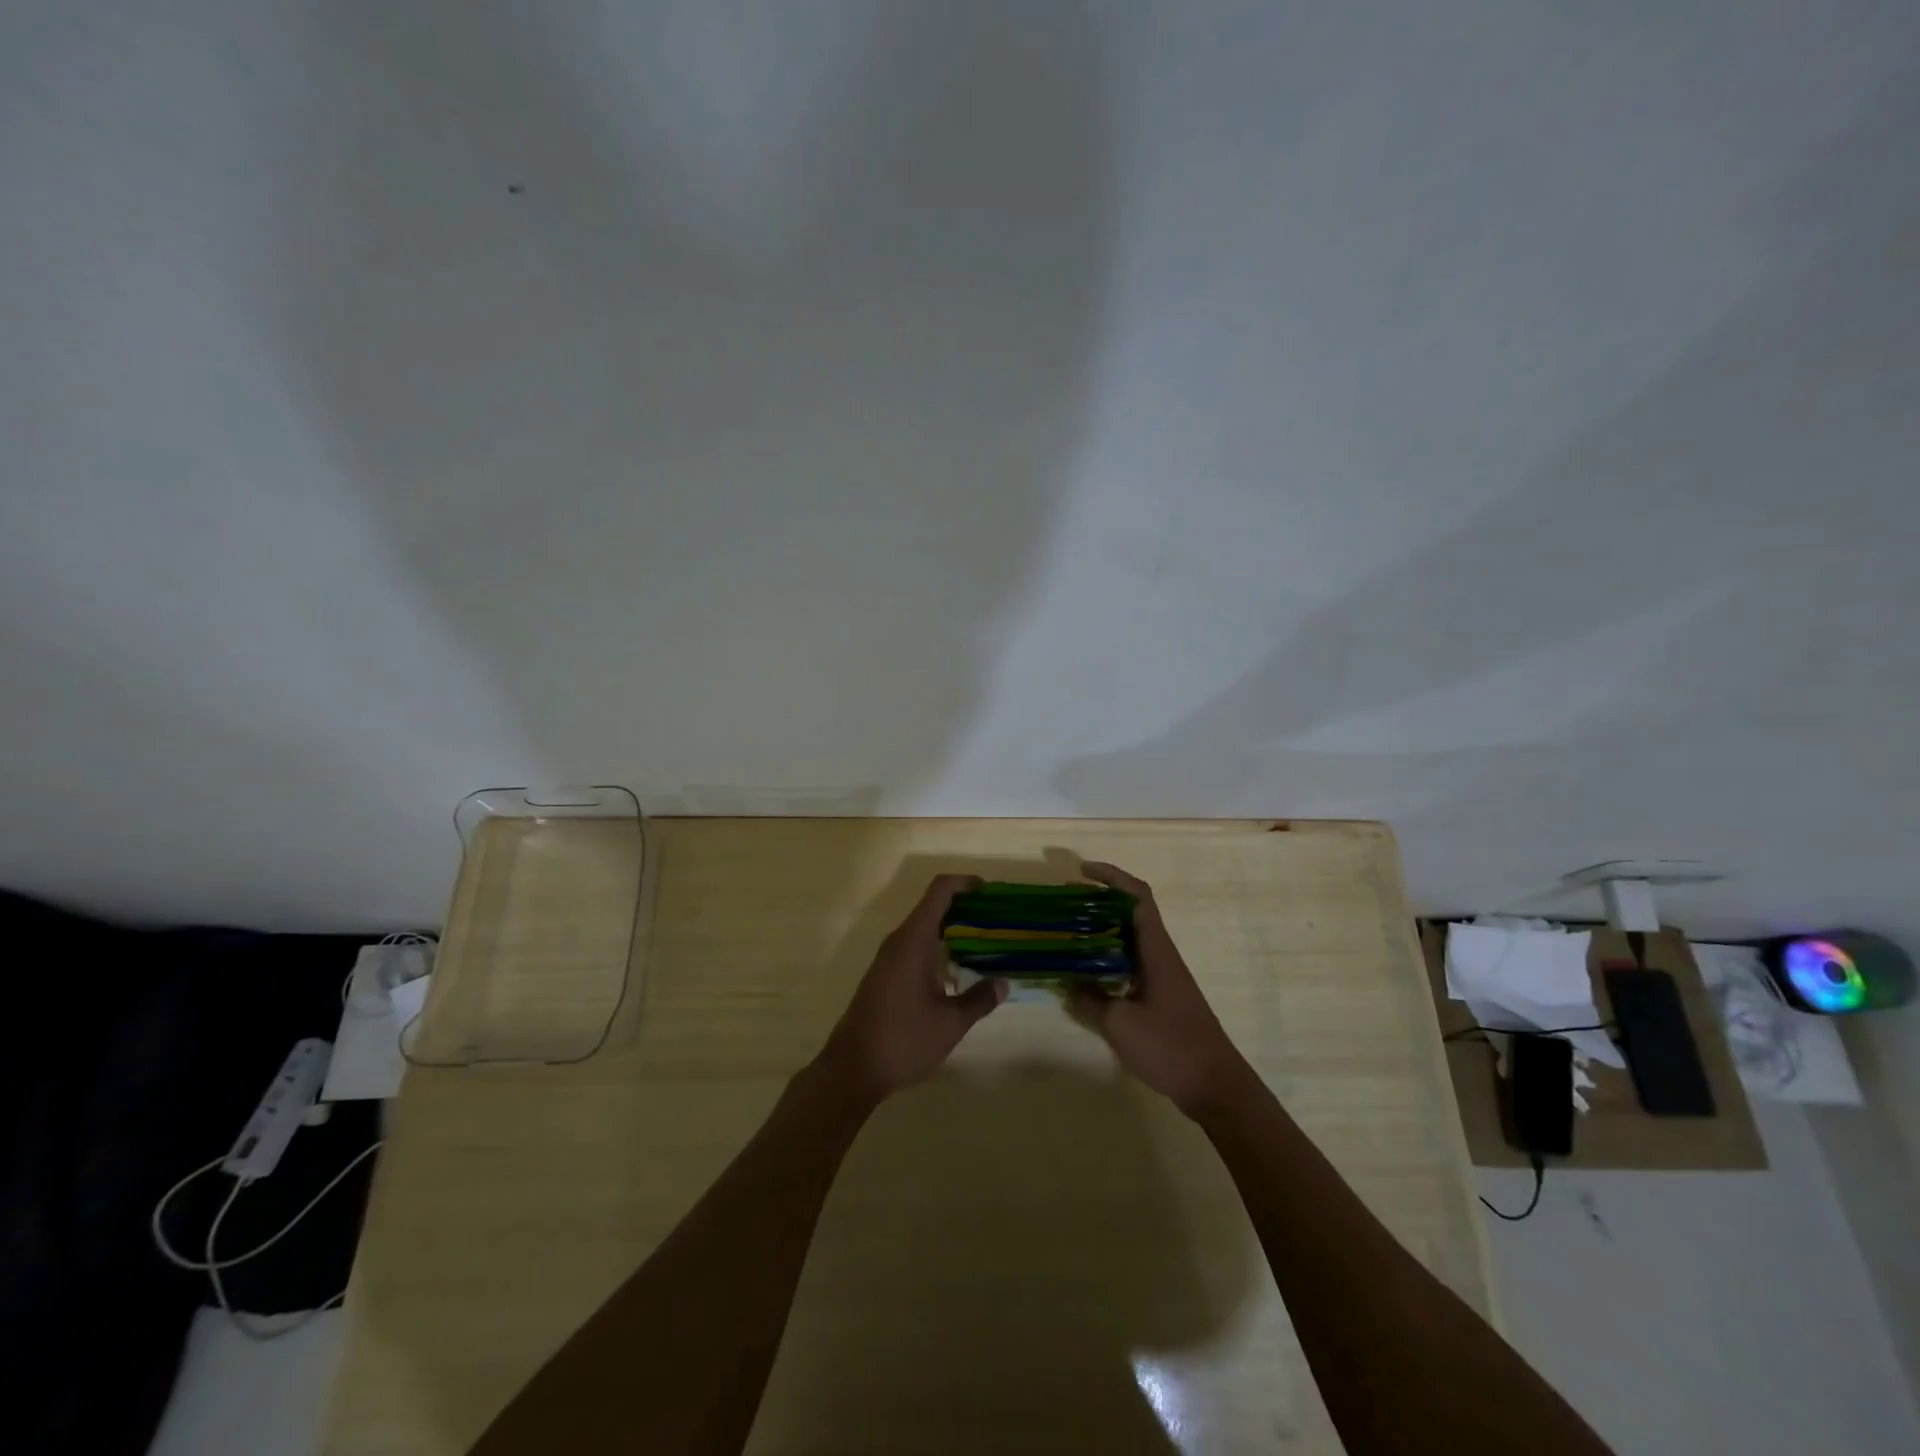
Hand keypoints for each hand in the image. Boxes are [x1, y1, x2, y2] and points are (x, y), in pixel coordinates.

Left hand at [815, 874, 1006, 1102]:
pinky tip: (958, 971)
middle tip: (996, 921)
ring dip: (952, 930)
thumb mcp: (950, 1022)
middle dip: (965, 908)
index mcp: (913, 940)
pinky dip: (939, 948)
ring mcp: (888, 958)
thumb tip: (1002, 983)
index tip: (990, 891)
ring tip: (985, 944)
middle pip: (933, 907)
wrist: (852, 1069)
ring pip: (924, 929)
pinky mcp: (884, 975)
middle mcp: (898, 941)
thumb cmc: (903, 1039)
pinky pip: (915, 947)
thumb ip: (979, 999)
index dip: (965, 883)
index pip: (939, 891)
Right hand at [1066, 862, 1253, 1114]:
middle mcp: (1160, 956)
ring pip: (1128, 941)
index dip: (1111, 876)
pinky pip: (1128, 965)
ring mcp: (1162, 977)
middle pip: (1130, 914)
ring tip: (1067, 937)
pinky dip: (1105, 961)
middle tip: (1063, 907)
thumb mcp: (1120, 1024)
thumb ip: (1090, 1001)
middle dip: (1097, 903)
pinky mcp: (1160, 998)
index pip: (1137, 896)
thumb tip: (1067, 984)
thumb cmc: (1171, 1047)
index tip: (1082, 871)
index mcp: (1156, 950)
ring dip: (1099, 933)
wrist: (1215, 1087)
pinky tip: (1085, 977)